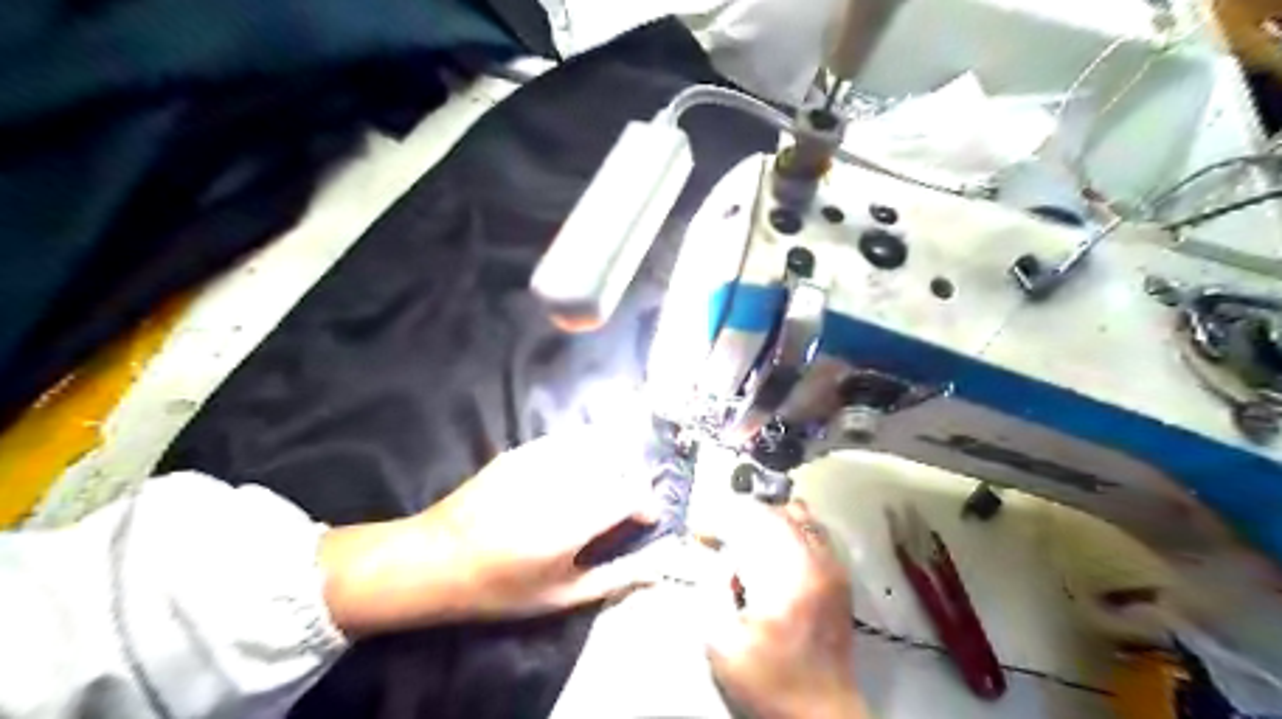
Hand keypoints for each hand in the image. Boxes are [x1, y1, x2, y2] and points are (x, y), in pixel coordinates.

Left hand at [320, 423, 659, 636]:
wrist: (435, 559)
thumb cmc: (500, 588)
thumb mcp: (560, 596)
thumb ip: (614, 578)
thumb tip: (657, 569)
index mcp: (572, 522)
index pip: (631, 493)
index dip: (646, 504)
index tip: (644, 519)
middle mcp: (560, 482)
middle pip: (619, 463)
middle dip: (633, 481)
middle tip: (626, 505)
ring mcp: (538, 460)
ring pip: (596, 444)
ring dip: (612, 462)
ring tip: (605, 486)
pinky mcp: (522, 451)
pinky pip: (568, 440)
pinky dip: (585, 451)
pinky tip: (576, 471)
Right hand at [698, 500, 865, 718]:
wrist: (821, 714)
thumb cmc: (770, 681)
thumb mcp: (723, 644)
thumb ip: (714, 590)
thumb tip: (719, 558)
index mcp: (788, 577)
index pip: (751, 523)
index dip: (720, 522)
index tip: (700, 533)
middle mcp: (816, 562)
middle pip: (777, 512)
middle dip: (742, 516)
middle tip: (719, 535)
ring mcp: (832, 567)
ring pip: (800, 515)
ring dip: (768, 518)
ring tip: (746, 537)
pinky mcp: (839, 577)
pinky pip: (815, 532)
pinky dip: (790, 528)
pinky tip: (772, 549)